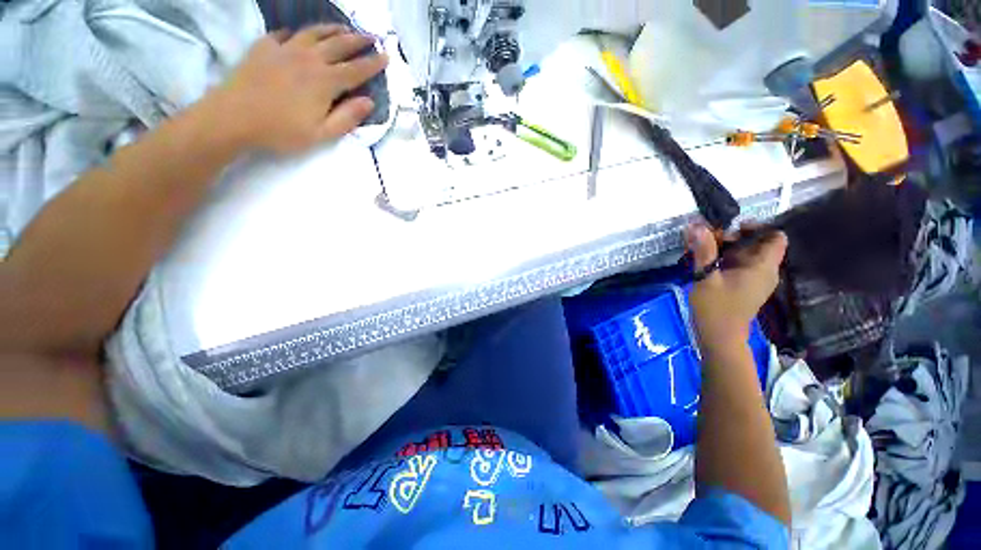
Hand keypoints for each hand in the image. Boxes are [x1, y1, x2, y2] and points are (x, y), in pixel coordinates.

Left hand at [209, 25, 387, 153]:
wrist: (233, 117)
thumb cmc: (281, 131)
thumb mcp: (321, 134)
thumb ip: (347, 117)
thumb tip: (369, 102)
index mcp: (325, 82)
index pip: (356, 70)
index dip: (373, 63)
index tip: (386, 56)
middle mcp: (309, 59)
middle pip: (338, 45)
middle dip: (358, 40)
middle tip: (372, 36)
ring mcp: (285, 49)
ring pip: (314, 33)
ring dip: (332, 29)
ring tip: (344, 28)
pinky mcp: (264, 47)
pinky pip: (285, 34)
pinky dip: (297, 33)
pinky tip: (300, 35)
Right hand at [687, 224, 787, 350]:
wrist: (719, 337)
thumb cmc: (715, 308)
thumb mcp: (706, 278)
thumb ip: (704, 251)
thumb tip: (697, 226)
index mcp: (762, 267)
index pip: (775, 237)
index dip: (757, 227)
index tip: (731, 227)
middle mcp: (764, 271)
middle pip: (756, 243)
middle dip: (732, 237)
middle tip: (707, 239)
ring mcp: (755, 279)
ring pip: (745, 254)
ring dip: (725, 248)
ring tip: (701, 249)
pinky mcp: (745, 285)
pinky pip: (739, 264)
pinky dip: (724, 258)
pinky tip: (705, 261)